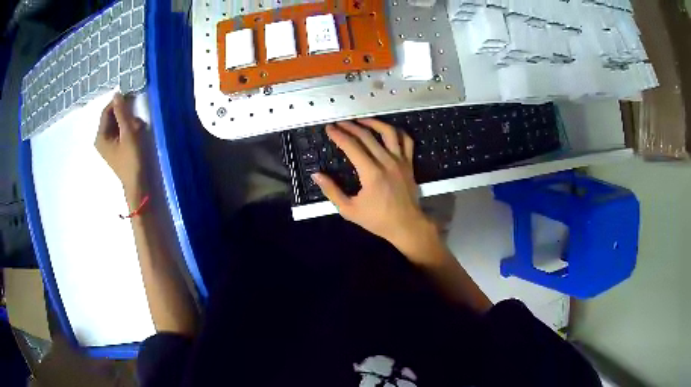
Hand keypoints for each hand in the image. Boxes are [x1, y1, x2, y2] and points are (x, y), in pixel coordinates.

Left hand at [95, 93, 147, 202]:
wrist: (137, 183)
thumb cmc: (131, 159)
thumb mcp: (128, 133)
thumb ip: (122, 113)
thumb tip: (116, 94)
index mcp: (100, 136)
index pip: (106, 112)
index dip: (117, 103)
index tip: (131, 98)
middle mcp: (101, 140)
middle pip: (111, 118)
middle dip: (124, 116)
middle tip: (136, 119)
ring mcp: (107, 145)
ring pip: (117, 125)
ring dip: (128, 123)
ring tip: (138, 129)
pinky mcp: (114, 149)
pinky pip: (119, 133)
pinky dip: (128, 130)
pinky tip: (136, 134)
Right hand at [312, 119, 442, 263]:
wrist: (407, 225)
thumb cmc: (377, 220)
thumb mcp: (349, 210)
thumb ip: (332, 191)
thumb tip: (316, 175)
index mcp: (371, 173)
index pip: (352, 146)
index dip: (339, 135)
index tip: (330, 128)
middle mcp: (387, 162)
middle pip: (367, 136)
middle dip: (350, 127)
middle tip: (339, 123)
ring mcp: (401, 161)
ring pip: (388, 132)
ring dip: (373, 123)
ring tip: (361, 120)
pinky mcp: (409, 163)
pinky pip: (406, 141)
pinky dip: (397, 131)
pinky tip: (387, 130)